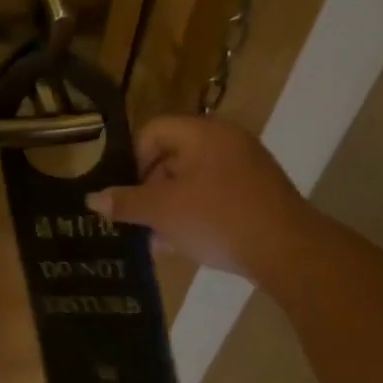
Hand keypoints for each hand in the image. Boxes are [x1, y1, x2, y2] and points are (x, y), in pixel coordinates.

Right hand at [85, 115, 318, 283]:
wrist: (290, 252)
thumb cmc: (217, 218)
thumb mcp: (162, 211)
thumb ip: (125, 202)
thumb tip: (93, 199)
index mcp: (202, 133)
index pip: (153, 131)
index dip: (133, 160)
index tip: (127, 192)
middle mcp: (226, 141)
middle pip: (172, 156)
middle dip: (150, 189)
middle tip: (140, 218)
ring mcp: (247, 166)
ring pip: (193, 180)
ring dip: (171, 206)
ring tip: (159, 239)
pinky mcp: (260, 192)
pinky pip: (216, 194)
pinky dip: (197, 213)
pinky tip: (186, 244)